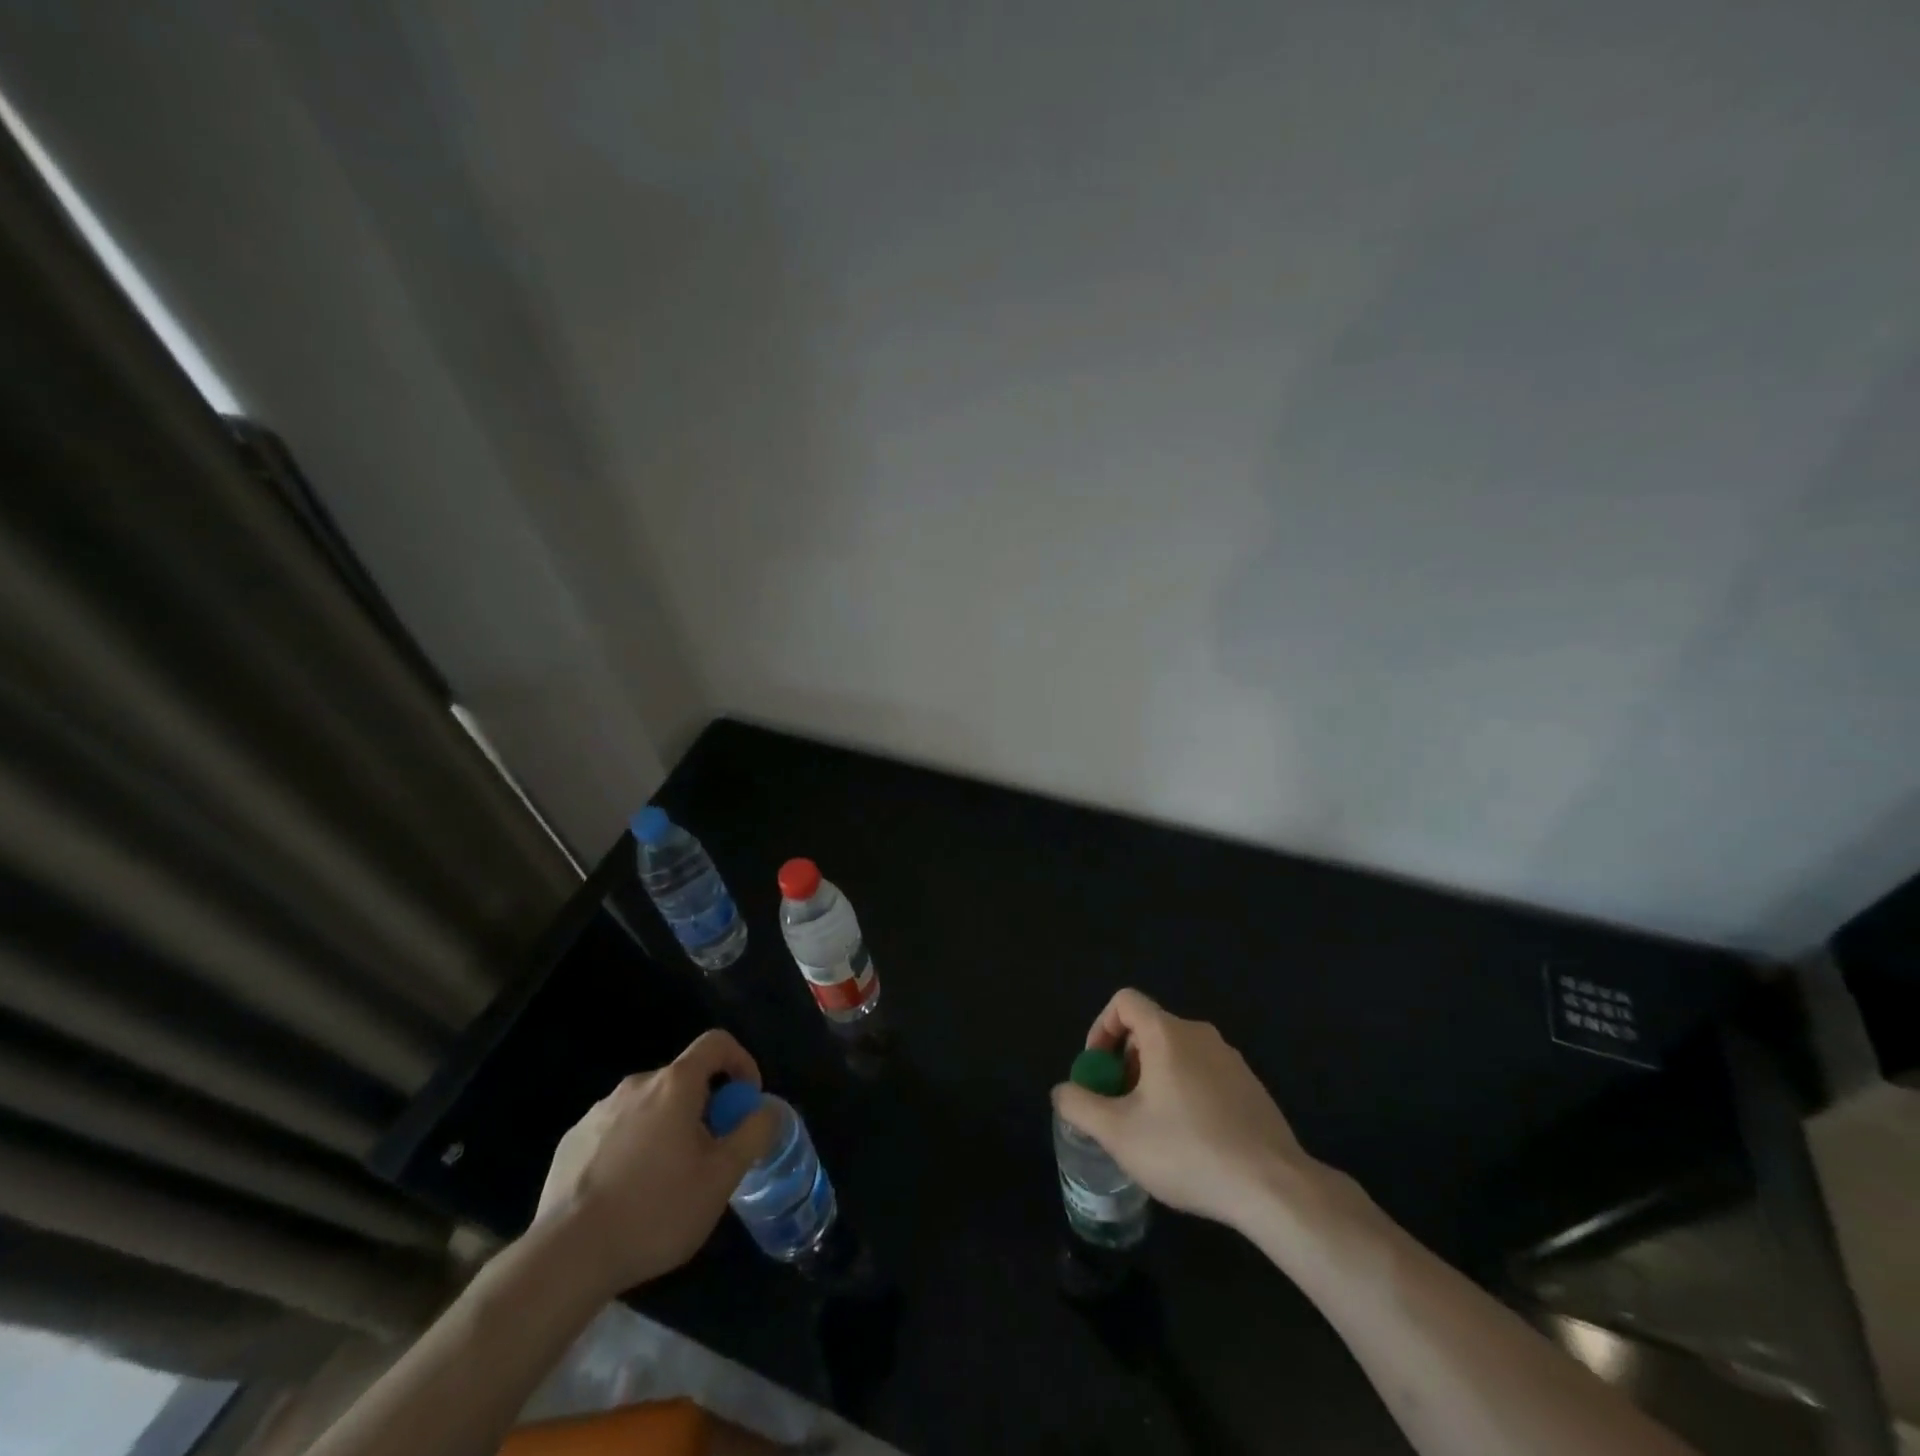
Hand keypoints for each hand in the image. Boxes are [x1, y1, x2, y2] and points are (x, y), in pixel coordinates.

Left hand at [535, 1030, 776, 1295]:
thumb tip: (766, 1110)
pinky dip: (633, 1148)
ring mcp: (598, 1112)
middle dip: (704, 1106)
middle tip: (710, 1153)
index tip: (745, 1101)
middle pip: (683, 1079)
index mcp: (675, 1084)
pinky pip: (616, 1131)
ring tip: (667, 1180)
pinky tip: (628, 1194)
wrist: (566, 1257)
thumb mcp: (722, 1176)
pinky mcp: (571, 1142)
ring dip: (667, 1128)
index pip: (717, 1043)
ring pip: (648, 1107)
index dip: (741, 1062)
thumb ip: (753, 1133)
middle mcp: (636, 1085)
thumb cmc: (655, 1210)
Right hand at [1052, 988, 1318, 1228]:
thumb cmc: (1187, 1150)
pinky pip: (1204, 1075)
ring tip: (1151, 1129)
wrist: (1273, 1187)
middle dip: (1124, 1063)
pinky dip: (1184, 1094)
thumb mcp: (1118, 1133)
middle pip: (1149, 1029)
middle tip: (1119, 1107)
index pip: (1124, 1002)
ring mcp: (1230, 1060)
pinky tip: (1189, 1142)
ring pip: (1177, 1055)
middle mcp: (1199, 1034)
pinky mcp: (1251, 1087)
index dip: (1101, 1029)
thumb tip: (1063, 1090)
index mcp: (1167, 1033)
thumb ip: (1080, 1105)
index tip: (1098, 1070)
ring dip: (1153, 1080)